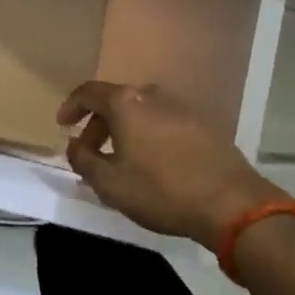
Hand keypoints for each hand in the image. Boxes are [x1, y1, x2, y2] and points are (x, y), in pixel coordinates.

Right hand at [58, 81, 285, 250]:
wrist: (231, 202)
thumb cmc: (161, 191)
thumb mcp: (110, 184)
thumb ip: (84, 160)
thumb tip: (75, 145)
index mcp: (125, 103)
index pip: (88, 92)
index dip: (71, 106)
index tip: (63, 125)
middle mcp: (152, 95)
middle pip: (116, 102)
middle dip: (98, 125)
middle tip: (90, 153)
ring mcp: (181, 106)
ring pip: (141, 112)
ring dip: (125, 131)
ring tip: (122, 160)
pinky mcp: (203, 123)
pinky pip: (164, 122)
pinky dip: (149, 135)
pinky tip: (153, 163)